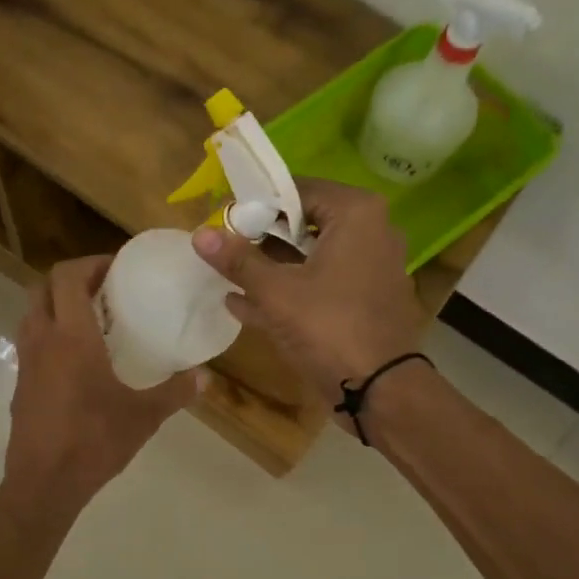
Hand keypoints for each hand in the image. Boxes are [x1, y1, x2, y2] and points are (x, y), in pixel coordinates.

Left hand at [2, 256, 198, 513]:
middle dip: (70, 279)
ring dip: (56, 304)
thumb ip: (176, 392)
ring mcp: (26, 362)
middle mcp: (42, 339)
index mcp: (71, 337)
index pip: (67, 277)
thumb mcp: (144, 416)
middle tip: (103, 288)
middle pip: (42, 287)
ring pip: (32, 313)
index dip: (89, 263)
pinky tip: (76, 358)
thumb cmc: (93, 441)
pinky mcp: (20, 384)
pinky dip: (49, 333)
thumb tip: (206, 377)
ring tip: (90, 319)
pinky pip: (30, 341)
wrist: (44, 483)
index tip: (116, 267)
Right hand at [193, 179, 423, 405]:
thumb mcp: (275, 292)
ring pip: (310, 256)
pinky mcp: (364, 299)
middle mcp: (371, 232)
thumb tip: (198, 234)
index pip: (297, 189)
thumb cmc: (329, 328)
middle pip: (304, 222)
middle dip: (261, 236)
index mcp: (356, 214)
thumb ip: (237, 260)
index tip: (224, 219)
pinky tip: (243, 303)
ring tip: (228, 274)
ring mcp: (370, 268)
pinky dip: (288, 289)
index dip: (257, 203)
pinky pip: (320, 283)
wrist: (380, 390)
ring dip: (270, 265)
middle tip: (224, 246)